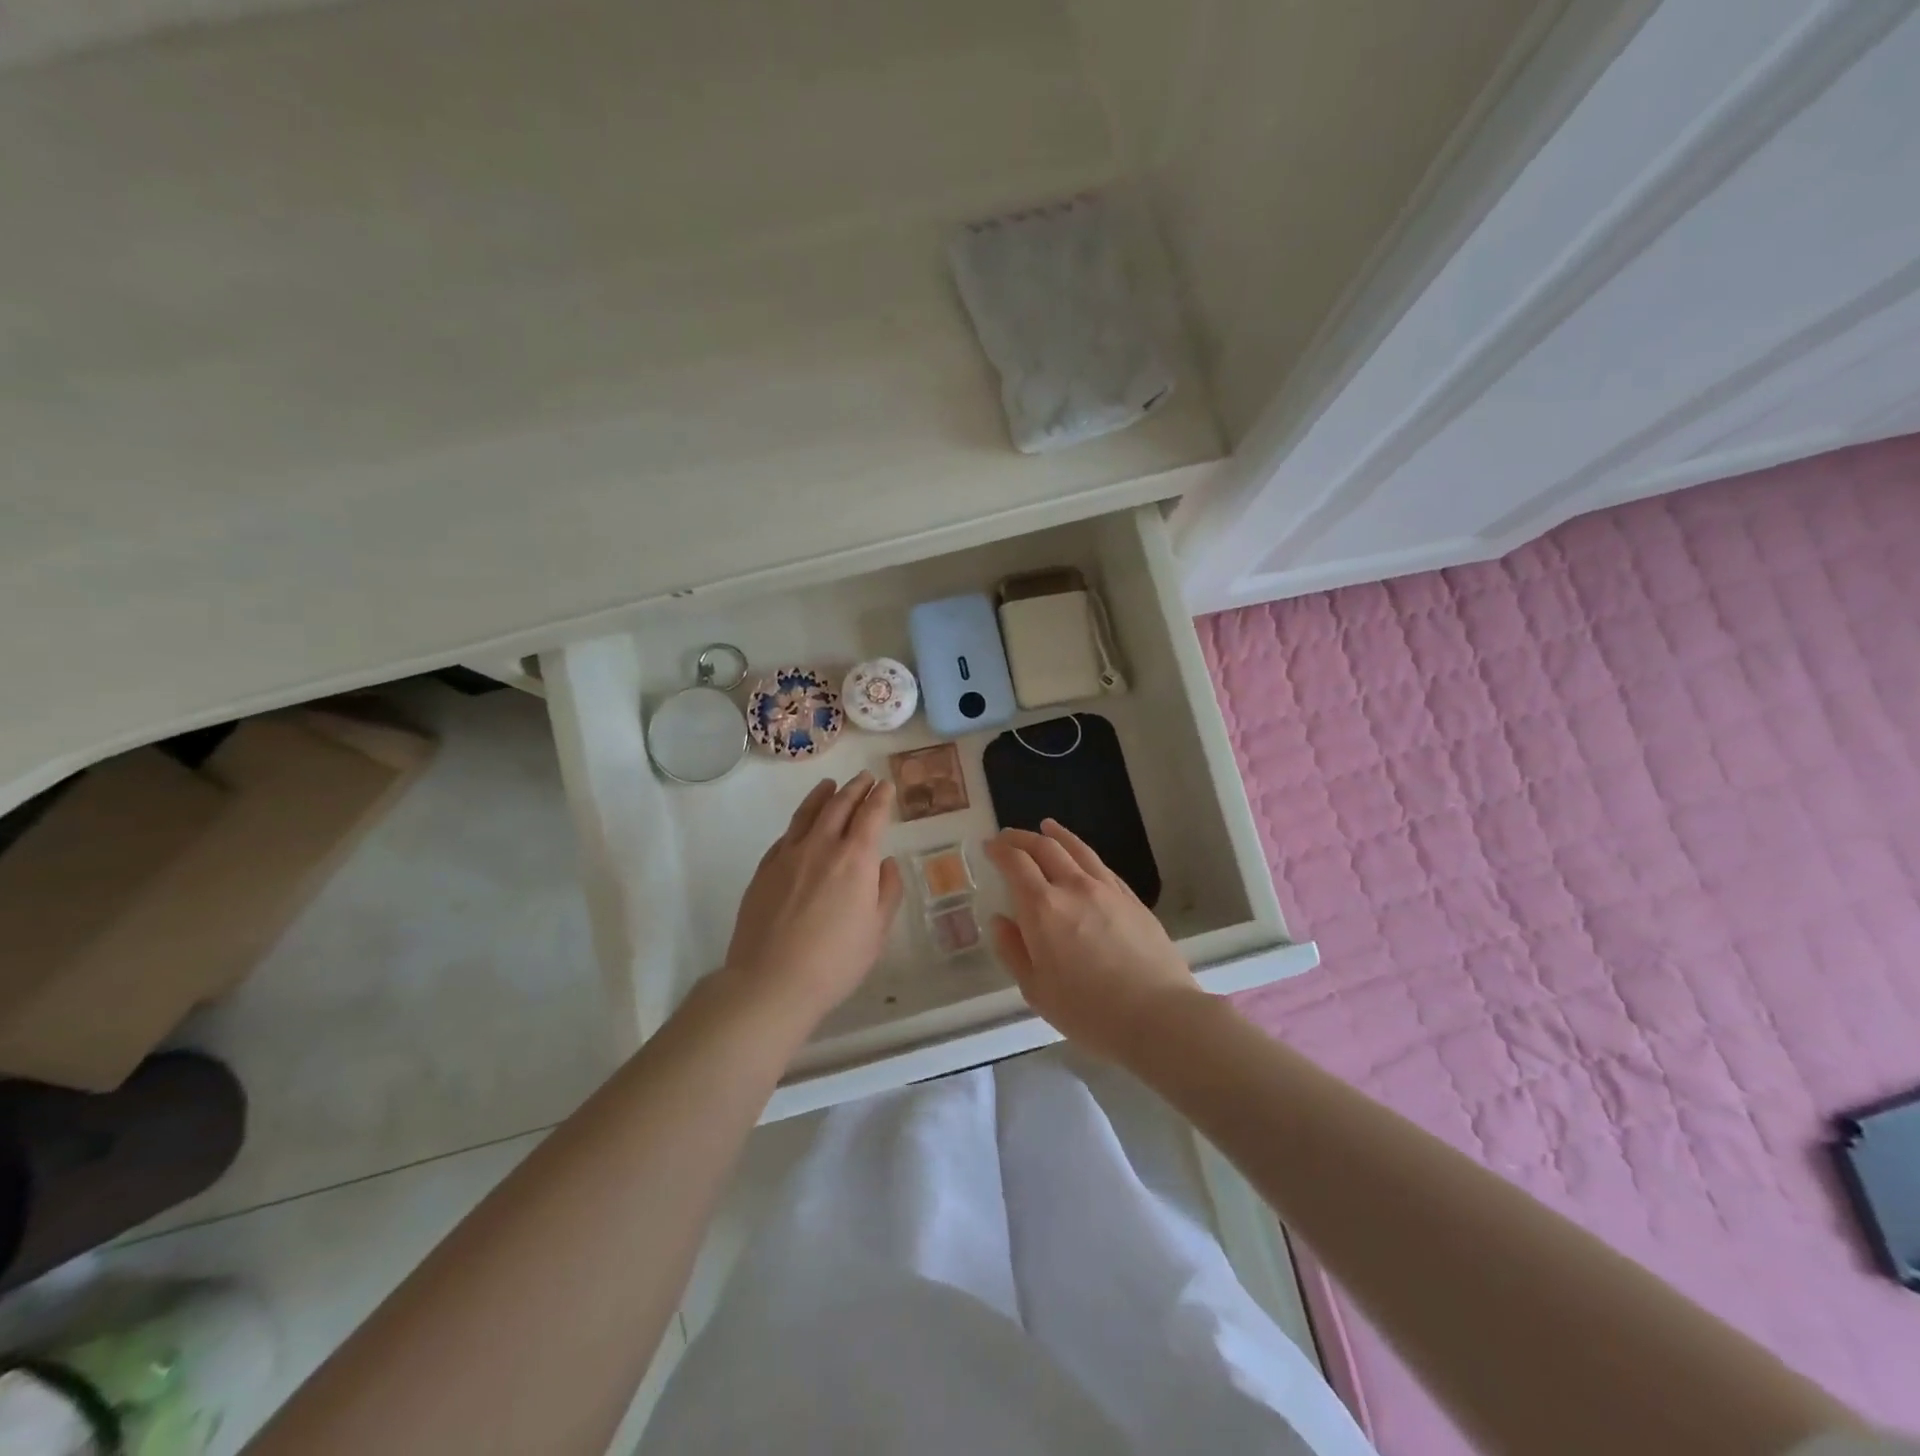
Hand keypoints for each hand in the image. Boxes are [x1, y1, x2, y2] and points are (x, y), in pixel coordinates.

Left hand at [720, 772, 903, 1030]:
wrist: (771, 981)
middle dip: (855, 788)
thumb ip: (887, 892)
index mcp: (856, 858)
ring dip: (824, 795)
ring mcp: (789, 855)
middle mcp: (822, 846)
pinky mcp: (764, 869)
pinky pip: (786, 835)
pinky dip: (800, 821)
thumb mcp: (877, 931)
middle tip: (865, 778)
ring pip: (808, 813)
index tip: (886, 785)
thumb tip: (887, 863)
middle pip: (840, 805)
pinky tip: (802, 824)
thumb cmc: (835, 961)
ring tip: (831, 785)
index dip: (881, 797)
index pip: (871, 814)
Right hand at [984, 819, 1200, 1063]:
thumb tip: (1000, 920)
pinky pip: (1102, 866)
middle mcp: (1073, 887)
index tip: (989, 846)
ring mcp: (1107, 890)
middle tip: (1008, 837)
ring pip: (1077, 849)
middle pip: (1045, 848)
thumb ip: (1013, 951)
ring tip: (1046, 827)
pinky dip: (1084, 854)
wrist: (1157, 1014)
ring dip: (1057, 835)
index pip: (1016, 863)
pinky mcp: (1132, 899)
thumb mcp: (1036, 991)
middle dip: (1022, 838)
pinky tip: (1082, 858)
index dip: (1000, 850)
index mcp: (1042, 908)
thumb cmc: (1088, 1011)